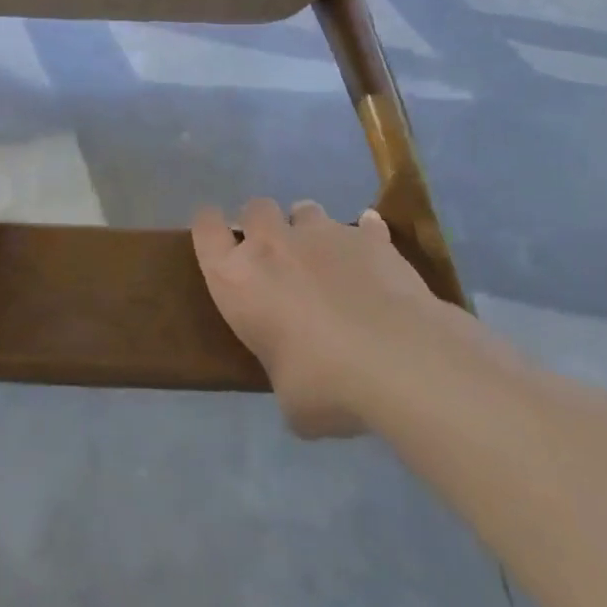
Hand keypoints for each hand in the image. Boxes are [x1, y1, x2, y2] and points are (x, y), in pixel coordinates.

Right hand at [191, 198, 449, 437]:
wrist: (401, 362)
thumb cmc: (325, 383)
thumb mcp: (289, 398)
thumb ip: (283, 373)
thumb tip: (298, 384)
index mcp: (236, 278)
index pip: (205, 228)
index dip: (209, 228)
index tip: (218, 240)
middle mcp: (271, 244)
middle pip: (255, 208)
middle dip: (262, 225)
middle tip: (277, 258)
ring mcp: (322, 234)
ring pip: (304, 209)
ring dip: (308, 229)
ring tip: (325, 259)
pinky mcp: (369, 238)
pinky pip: (363, 225)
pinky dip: (364, 237)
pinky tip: (372, 255)